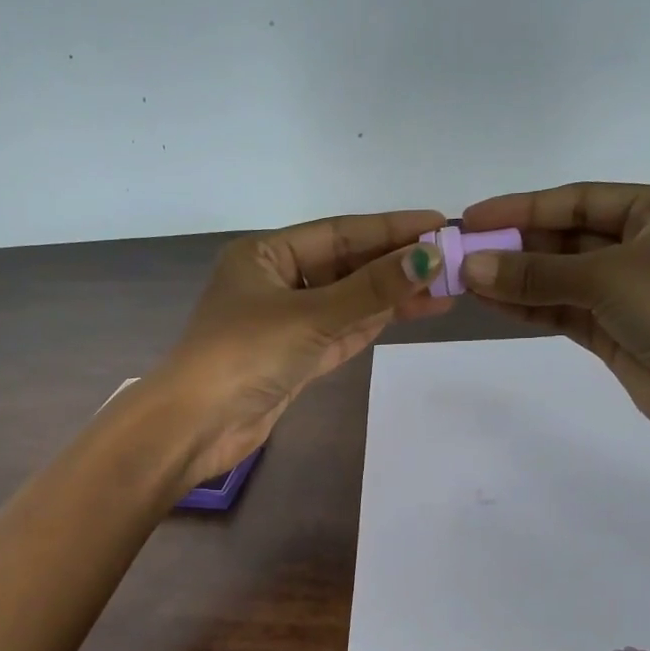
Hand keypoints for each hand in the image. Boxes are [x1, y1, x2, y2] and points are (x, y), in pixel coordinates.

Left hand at [152, 211, 450, 481]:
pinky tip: (413, 310)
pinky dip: (374, 322)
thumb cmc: (246, 355)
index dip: (390, 228)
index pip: (338, 233)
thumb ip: (372, 289)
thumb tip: (428, 258)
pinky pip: (342, 331)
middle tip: (451, 259)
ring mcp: (286, 322)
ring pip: (348, 301)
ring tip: (446, 286)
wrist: (198, 426)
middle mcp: (276, 282)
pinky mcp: (296, 358)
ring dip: (392, 295)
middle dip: (395, 263)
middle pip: (346, 266)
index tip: (438, 224)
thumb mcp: (312, 315)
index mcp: (265, 255)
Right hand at [459, 183, 649, 456]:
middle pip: (567, 239)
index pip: (579, 200)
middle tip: (461, 253)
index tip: (472, 218)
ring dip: (516, 280)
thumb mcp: (610, 277)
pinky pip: (564, 313)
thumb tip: (472, 267)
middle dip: (515, 246)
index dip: (523, 207)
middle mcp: (644, 247)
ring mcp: (629, 294)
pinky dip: (530, 309)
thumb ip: (538, 273)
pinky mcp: (616, 335)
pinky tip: (492, 303)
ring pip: (561, 279)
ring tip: (465, 280)